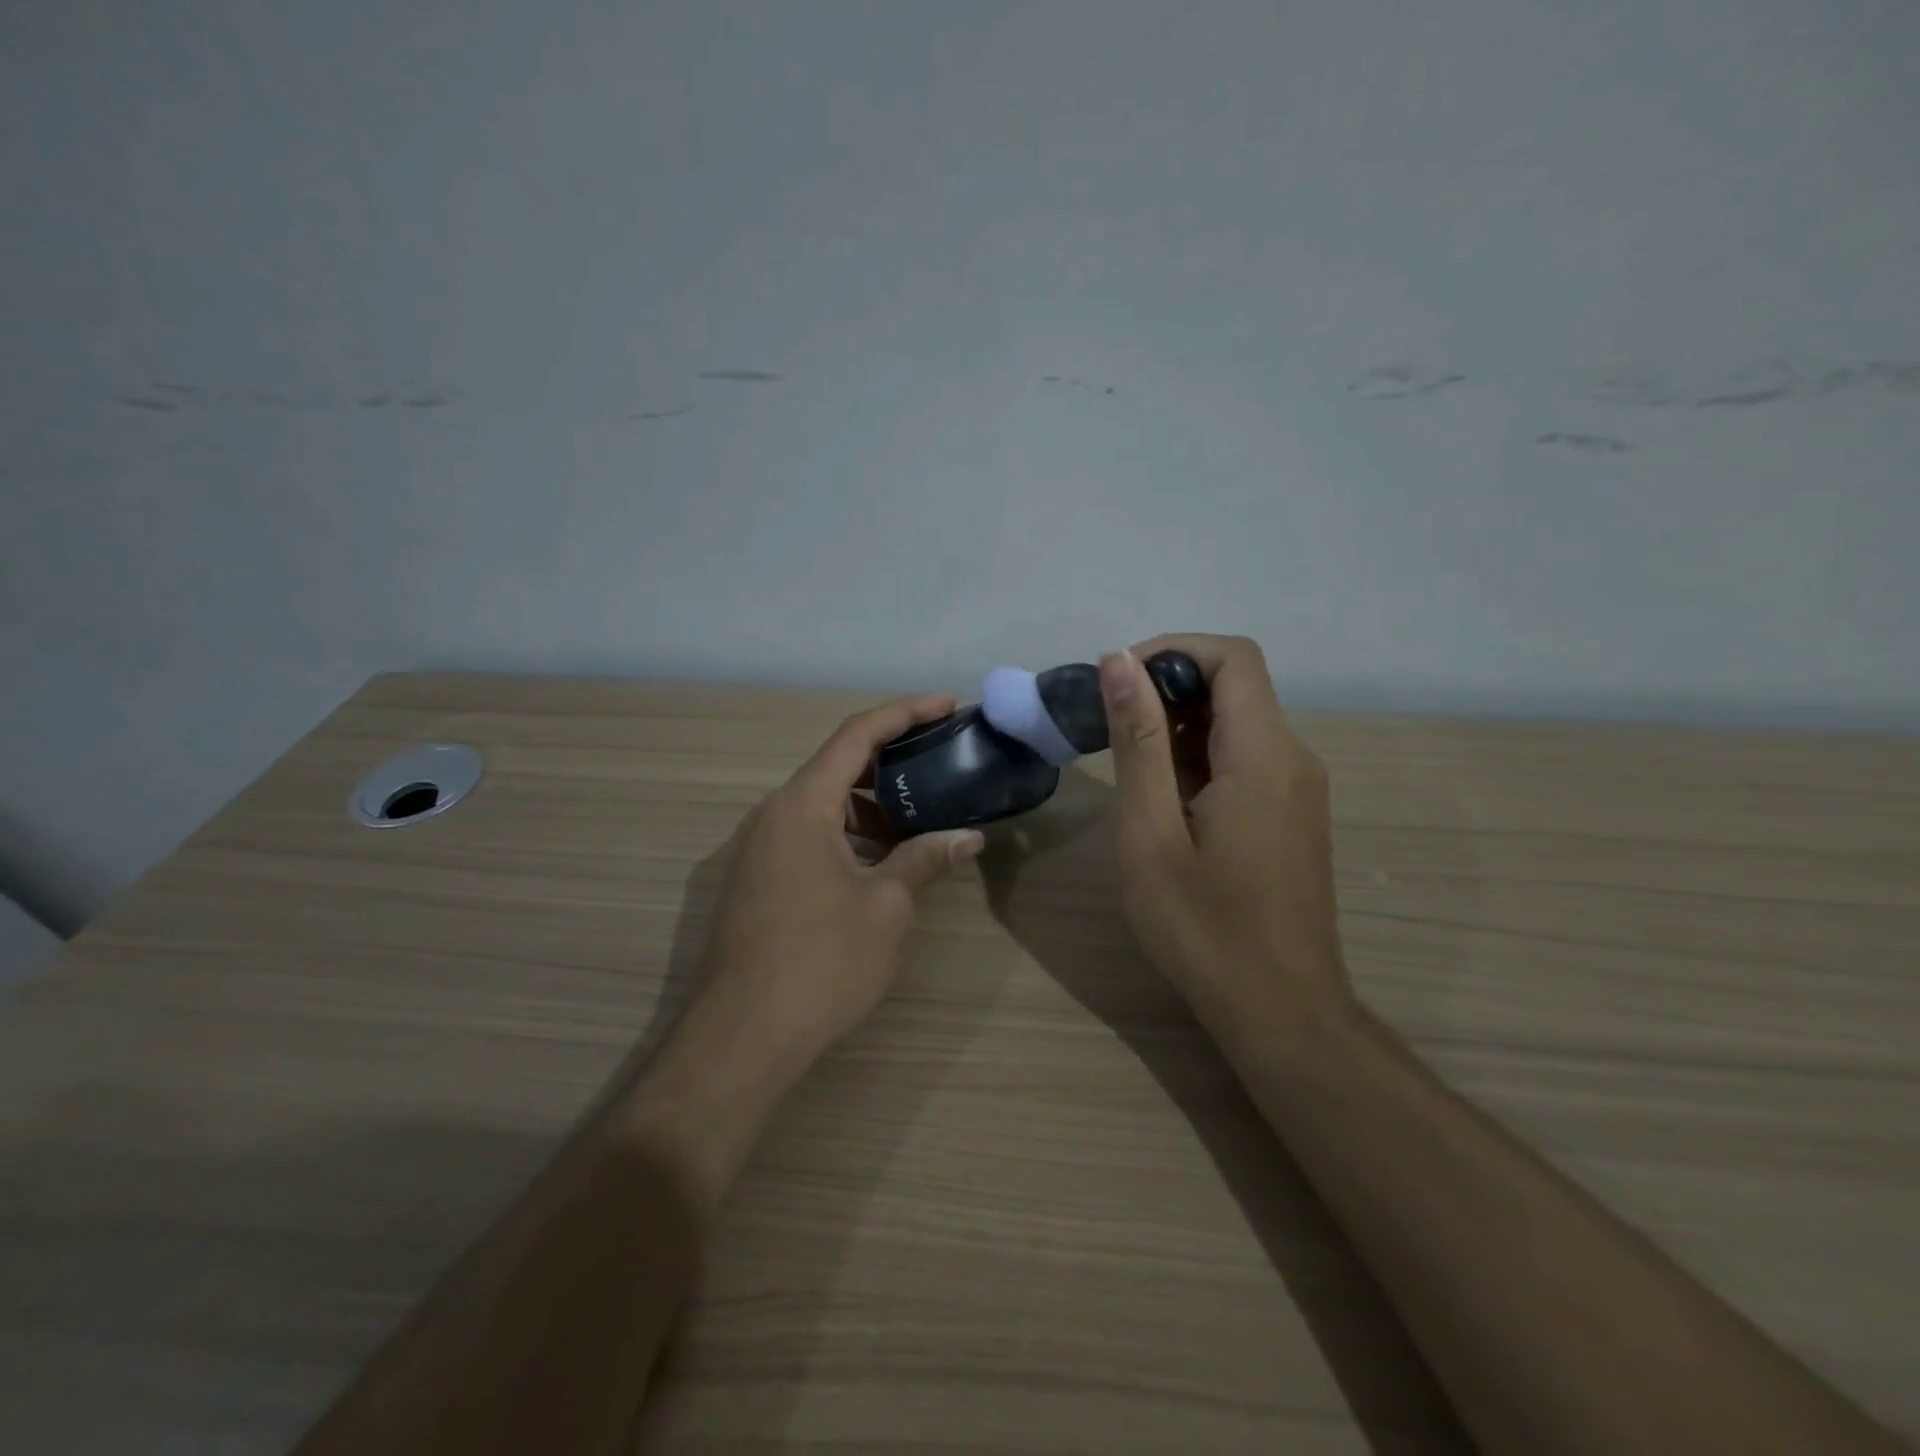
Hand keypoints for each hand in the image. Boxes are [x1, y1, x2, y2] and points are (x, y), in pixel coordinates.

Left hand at [699, 694, 987, 1069]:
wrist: (740, 1039)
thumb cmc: (820, 963)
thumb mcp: (885, 907)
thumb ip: (925, 860)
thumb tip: (968, 837)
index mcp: (802, 805)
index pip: (857, 735)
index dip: (906, 712)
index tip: (948, 706)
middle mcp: (773, 814)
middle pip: (838, 766)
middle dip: (893, 760)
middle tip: (942, 763)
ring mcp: (758, 848)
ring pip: (823, 805)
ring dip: (871, 806)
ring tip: (920, 822)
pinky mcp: (756, 879)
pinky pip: (808, 835)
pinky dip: (848, 836)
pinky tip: (881, 864)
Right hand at [1099, 635, 1353, 1052]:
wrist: (1280, 1010)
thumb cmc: (1204, 927)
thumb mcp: (1151, 833)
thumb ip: (1138, 742)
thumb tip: (1119, 662)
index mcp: (1264, 755)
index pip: (1232, 658)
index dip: (1173, 651)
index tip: (1118, 680)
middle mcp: (1293, 758)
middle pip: (1236, 686)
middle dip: (1167, 689)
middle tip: (1108, 727)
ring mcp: (1298, 788)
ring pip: (1238, 723)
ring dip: (1179, 726)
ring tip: (1127, 766)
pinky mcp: (1292, 814)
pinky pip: (1246, 759)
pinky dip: (1200, 757)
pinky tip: (1163, 800)